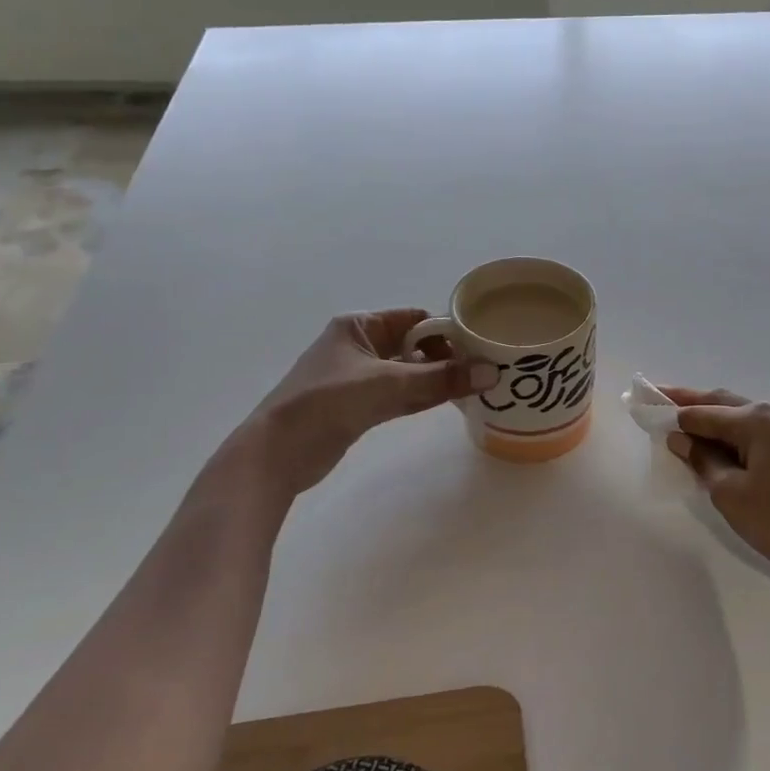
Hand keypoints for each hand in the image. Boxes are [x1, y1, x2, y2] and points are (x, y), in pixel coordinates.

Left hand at [215, 309, 495, 504]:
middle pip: (413, 345)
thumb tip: (492, 372)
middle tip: (483, 371)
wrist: (277, 452)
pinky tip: (447, 403)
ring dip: (435, 379)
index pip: (414, 318)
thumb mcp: (389, 385)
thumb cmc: (328, 403)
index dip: (447, 331)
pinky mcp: (357, 406)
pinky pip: (398, 395)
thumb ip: (441, 379)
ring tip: (474, 387)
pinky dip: (421, 397)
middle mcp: (358, 346)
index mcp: (358, 326)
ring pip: (407, 372)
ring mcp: (356, 378)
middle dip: (446, 357)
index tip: (480, 347)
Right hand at [663, 388, 769, 593]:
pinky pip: (758, 434)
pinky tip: (716, 446)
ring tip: (681, 424)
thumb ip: (701, 459)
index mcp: (757, 419)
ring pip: (742, 417)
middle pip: (723, 403)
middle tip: (657, 399)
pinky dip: (733, 436)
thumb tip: (681, 439)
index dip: (671, 411)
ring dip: (712, 420)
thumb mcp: (729, 492)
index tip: (644, 405)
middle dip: (690, 403)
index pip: (703, 411)